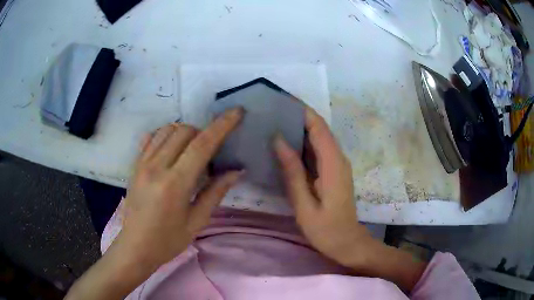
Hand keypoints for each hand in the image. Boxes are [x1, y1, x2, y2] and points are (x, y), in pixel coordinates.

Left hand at [65, 108, 243, 299]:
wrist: (135, 246)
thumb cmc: (168, 240)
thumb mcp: (197, 222)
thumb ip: (215, 193)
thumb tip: (236, 171)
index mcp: (175, 184)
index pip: (202, 145)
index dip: (222, 125)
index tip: (236, 112)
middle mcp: (157, 167)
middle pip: (184, 131)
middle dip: (202, 132)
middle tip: (209, 152)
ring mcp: (142, 164)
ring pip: (167, 129)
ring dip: (184, 133)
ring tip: (190, 151)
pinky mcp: (135, 165)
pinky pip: (151, 138)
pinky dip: (165, 135)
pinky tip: (171, 150)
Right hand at [274, 106, 370, 266]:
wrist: (347, 242)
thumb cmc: (325, 229)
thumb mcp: (304, 203)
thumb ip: (293, 171)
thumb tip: (279, 140)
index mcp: (333, 163)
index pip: (318, 127)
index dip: (302, 110)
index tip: (281, 100)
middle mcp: (338, 158)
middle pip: (319, 129)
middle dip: (298, 116)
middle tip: (272, 111)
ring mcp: (338, 164)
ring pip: (319, 138)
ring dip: (300, 128)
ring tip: (274, 122)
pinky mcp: (334, 171)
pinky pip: (319, 150)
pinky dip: (303, 143)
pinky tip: (286, 145)